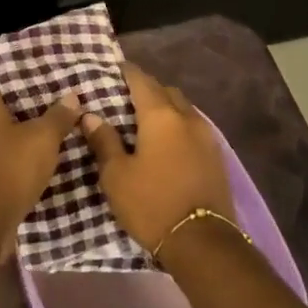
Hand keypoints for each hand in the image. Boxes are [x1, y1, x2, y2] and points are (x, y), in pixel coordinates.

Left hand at [0, 86, 81, 252]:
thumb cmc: (11, 168)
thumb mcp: (43, 138)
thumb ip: (58, 117)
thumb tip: (71, 96)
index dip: (17, 87)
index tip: (41, 90)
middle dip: (21, 120)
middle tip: (51, 120)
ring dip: (16, 149)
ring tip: (45, 149)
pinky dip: (10, 172)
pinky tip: (31, 177)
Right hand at [81, 64, 234, 256]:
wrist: (202, 241)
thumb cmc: (151, 204)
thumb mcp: (116, 175)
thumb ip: (104, 142)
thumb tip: (91, 116)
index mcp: (160, 117)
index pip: (142, 81)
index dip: (127, 72)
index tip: (114, 67)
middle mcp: (187, 118)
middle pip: (166, 92)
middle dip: (148, 89)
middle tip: (126, 96)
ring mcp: (207, 137)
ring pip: (184, 110)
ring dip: (166, 108)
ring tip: (146, 119)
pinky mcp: (216, 157)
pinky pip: (193, 129)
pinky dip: (178, 126)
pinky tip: (167, 142)